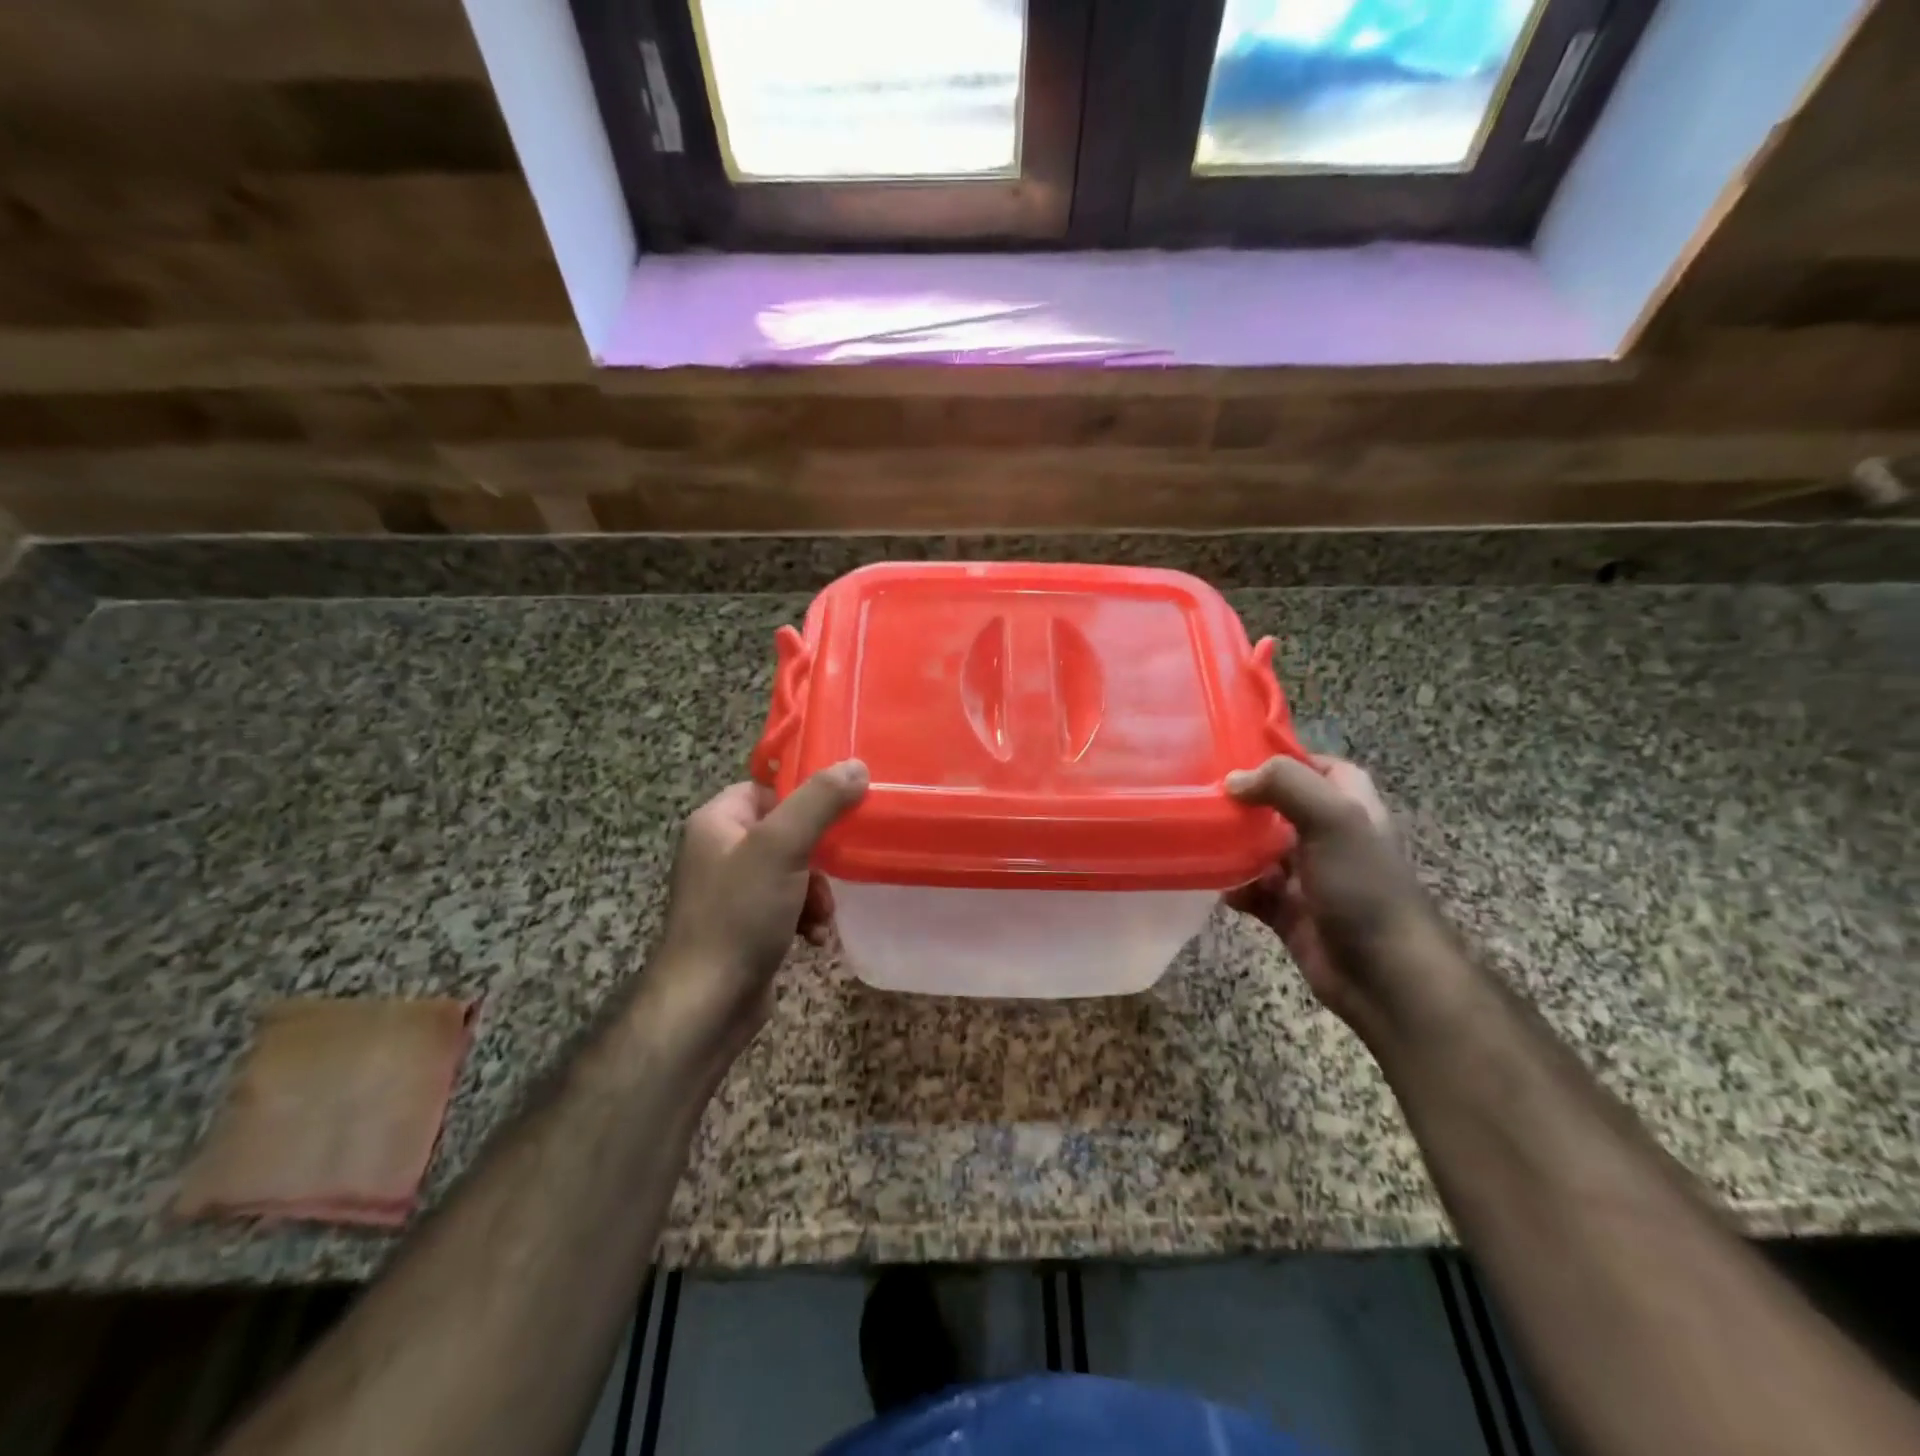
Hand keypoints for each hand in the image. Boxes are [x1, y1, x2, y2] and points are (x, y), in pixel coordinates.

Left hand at [646, 761, 867, 1056]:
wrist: (707, 1003)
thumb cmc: (740, 914)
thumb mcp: (782, 847)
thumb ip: (820, 802)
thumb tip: (856, 765)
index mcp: (716, 822)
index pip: (768, 789)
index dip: (805, 800)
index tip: (840, 815)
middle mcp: (718, 851)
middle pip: (786, 832)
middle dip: (819, 857)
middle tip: (833, 875)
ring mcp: (730, 891)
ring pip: (792, 872)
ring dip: (816, 892)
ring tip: (821, 916)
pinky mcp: (743, 926)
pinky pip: (785, 905)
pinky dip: (804, 918)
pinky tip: (814, 938)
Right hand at [1226, 754, 1452, 1028]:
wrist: (1384, 975)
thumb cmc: (1364, 888)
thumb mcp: (1334, 820)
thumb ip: (1286, 785)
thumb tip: (1233, 781)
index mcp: (1350, 807)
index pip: (1318, 767)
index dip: (1284, 758)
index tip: (1236, 756)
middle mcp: (1328, 837)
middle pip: (1280, 808)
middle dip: (1244, 803)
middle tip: (1201, 795)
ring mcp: (1309, 876)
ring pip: (1260, 849)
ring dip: (1232, 846)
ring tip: (1197, 837)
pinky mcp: (1290, 911)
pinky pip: (1252, 891)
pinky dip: (1234, 888)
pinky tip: (1216, 886)